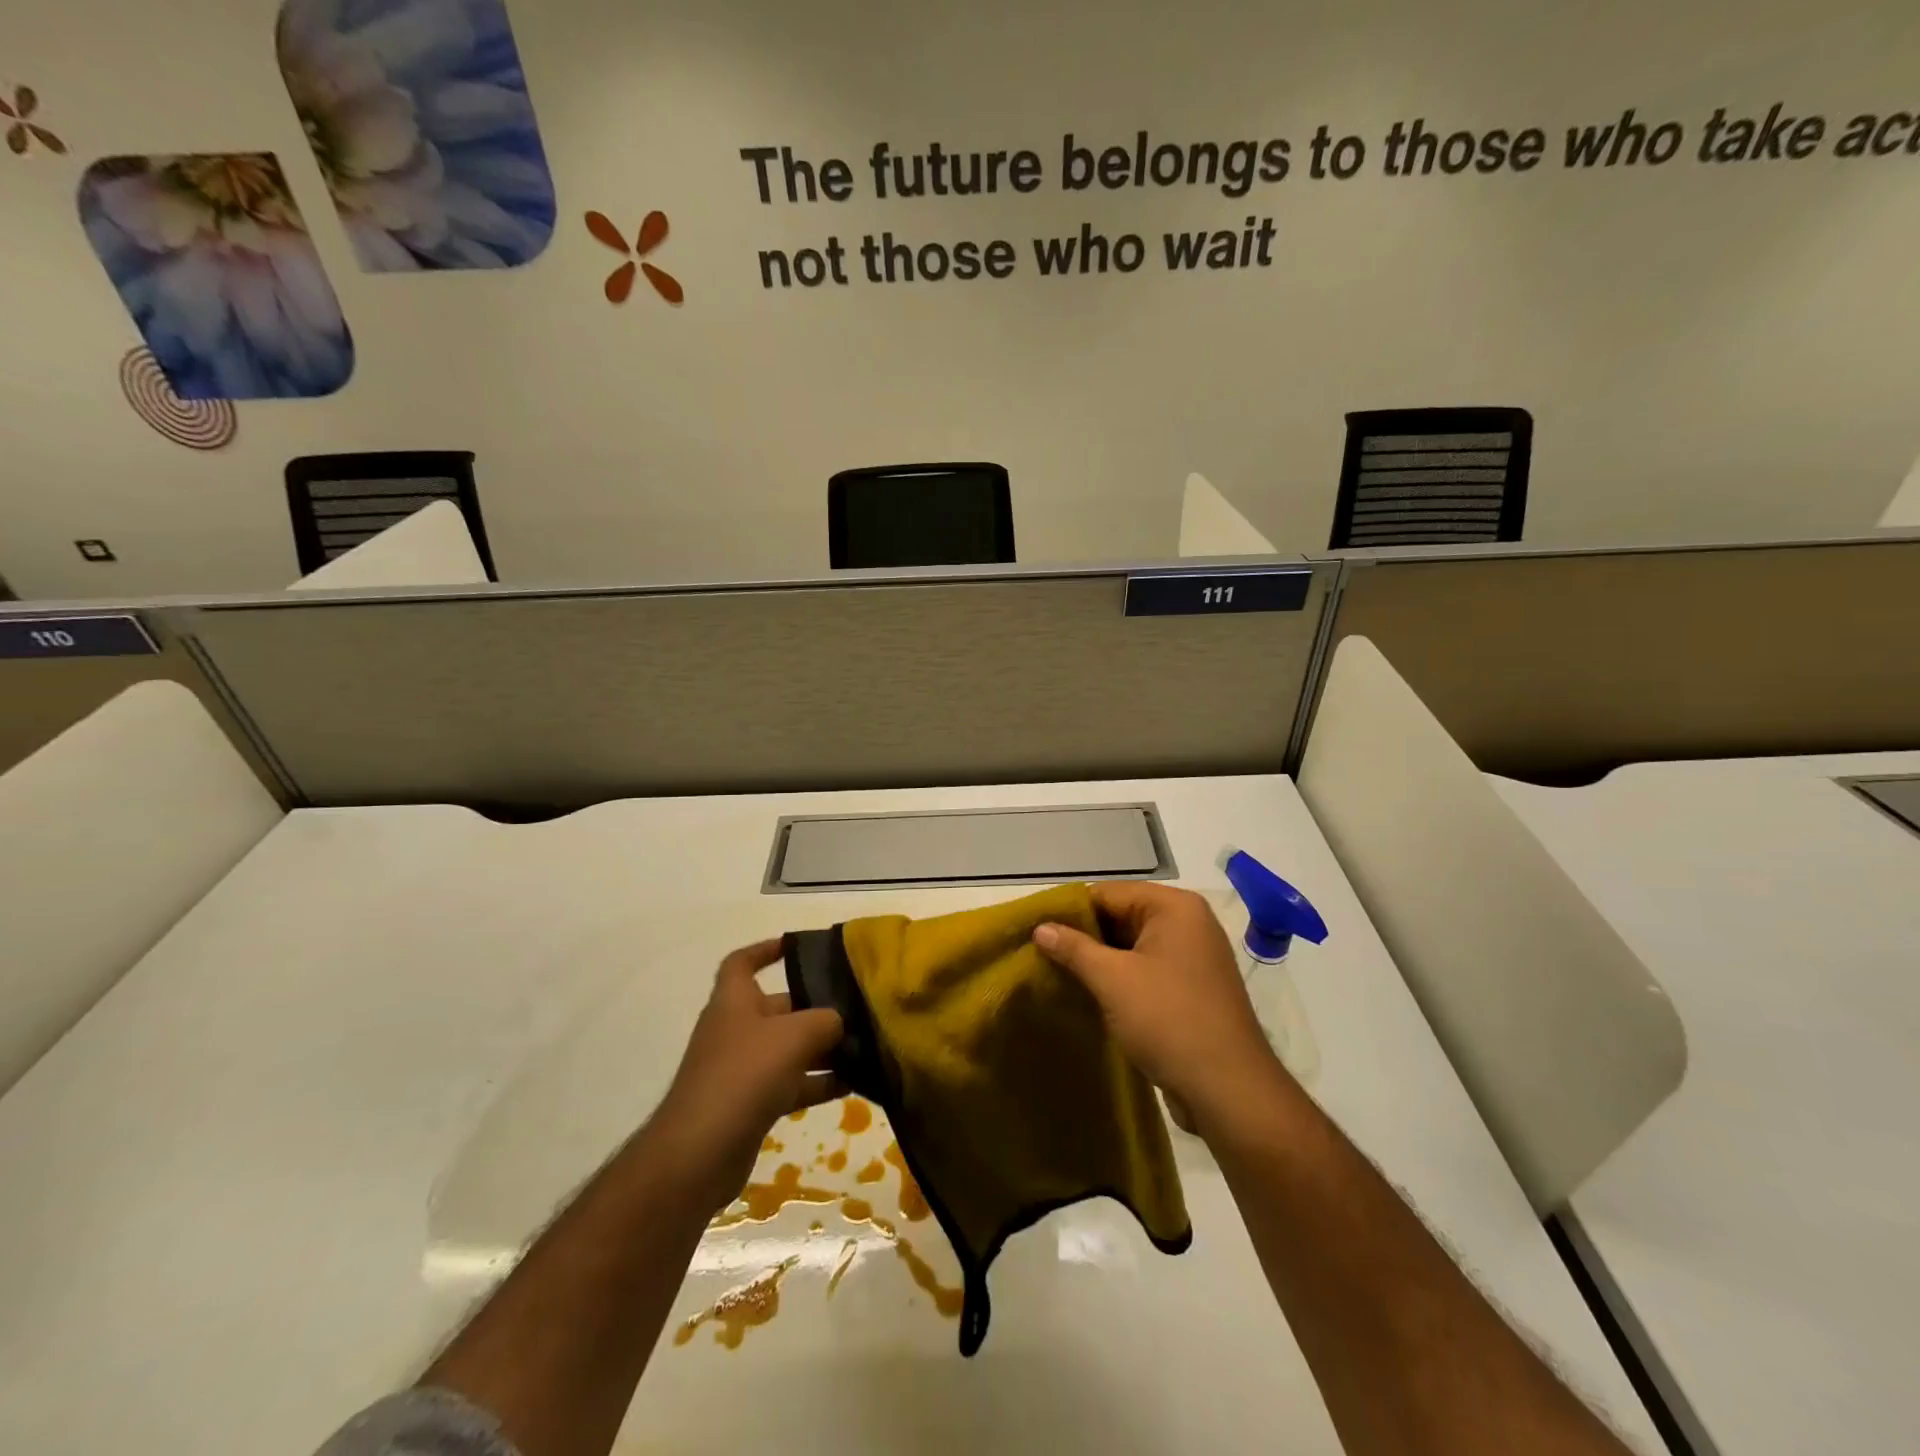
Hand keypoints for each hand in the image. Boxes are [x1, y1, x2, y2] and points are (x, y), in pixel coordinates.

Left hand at [651, 939, 843, 1211]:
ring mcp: (741, 1070)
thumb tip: (838, 1021)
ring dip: (822, 1049)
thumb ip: (825, 1020)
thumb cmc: (744, 1074)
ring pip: (788, 1049)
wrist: (698, 1154)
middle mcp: (735, 1030)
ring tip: (863, 1047)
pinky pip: (789, 1084)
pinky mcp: (749, 1105)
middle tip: (855, 1007)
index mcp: (734, 1001)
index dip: (765, 950)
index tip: (796, 947)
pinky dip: (817, 1083)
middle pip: (778, 1008)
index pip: (742, 962)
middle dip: (814, 1008)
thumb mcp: (794, 1035)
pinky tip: (852, 1085)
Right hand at [1034, 882, 1282, 1122]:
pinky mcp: (1191, 990)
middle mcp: (1188, 923)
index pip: (1108, 893)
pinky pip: (1145, 970)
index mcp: (1174, 907)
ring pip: (1131, 947)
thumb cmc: (1170, 1021)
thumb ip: (1074, 948)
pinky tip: (1089, 995)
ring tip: (1056, 974)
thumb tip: (1040, 927)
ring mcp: (1192, 958)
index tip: (1034, 930)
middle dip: (1082, 937)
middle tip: (1039, 954)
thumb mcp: (1113, 980)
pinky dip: (1118, 979)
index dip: (1070, 910)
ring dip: (1098, 961)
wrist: (1230, 1092)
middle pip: (1121, 916)